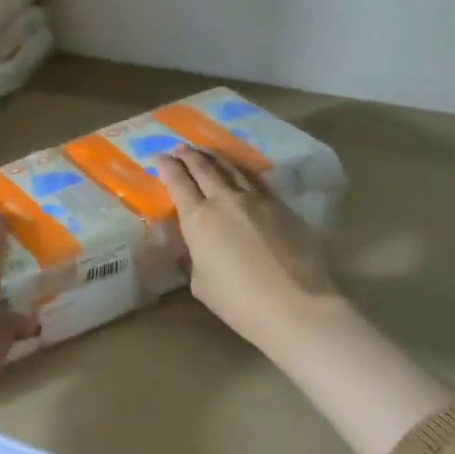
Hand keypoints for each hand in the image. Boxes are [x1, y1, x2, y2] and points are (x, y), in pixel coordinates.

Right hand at [157, 146, 339, 354]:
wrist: (295, 305)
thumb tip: (197, 248)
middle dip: (189, 156)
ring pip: (232, 169)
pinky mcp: (282, 207)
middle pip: (204, 169)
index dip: (167, 168)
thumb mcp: (201, 283)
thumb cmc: (238, 302)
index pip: (178, 183)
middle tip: (180, 148)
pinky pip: (257, 180)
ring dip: (216, 158)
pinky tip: (241, 171)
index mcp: (198, 219)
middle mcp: (225, 200)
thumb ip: (195, 258)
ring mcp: (257, 200)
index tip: (159, 158)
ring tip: (207, 153)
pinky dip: (243, 171)